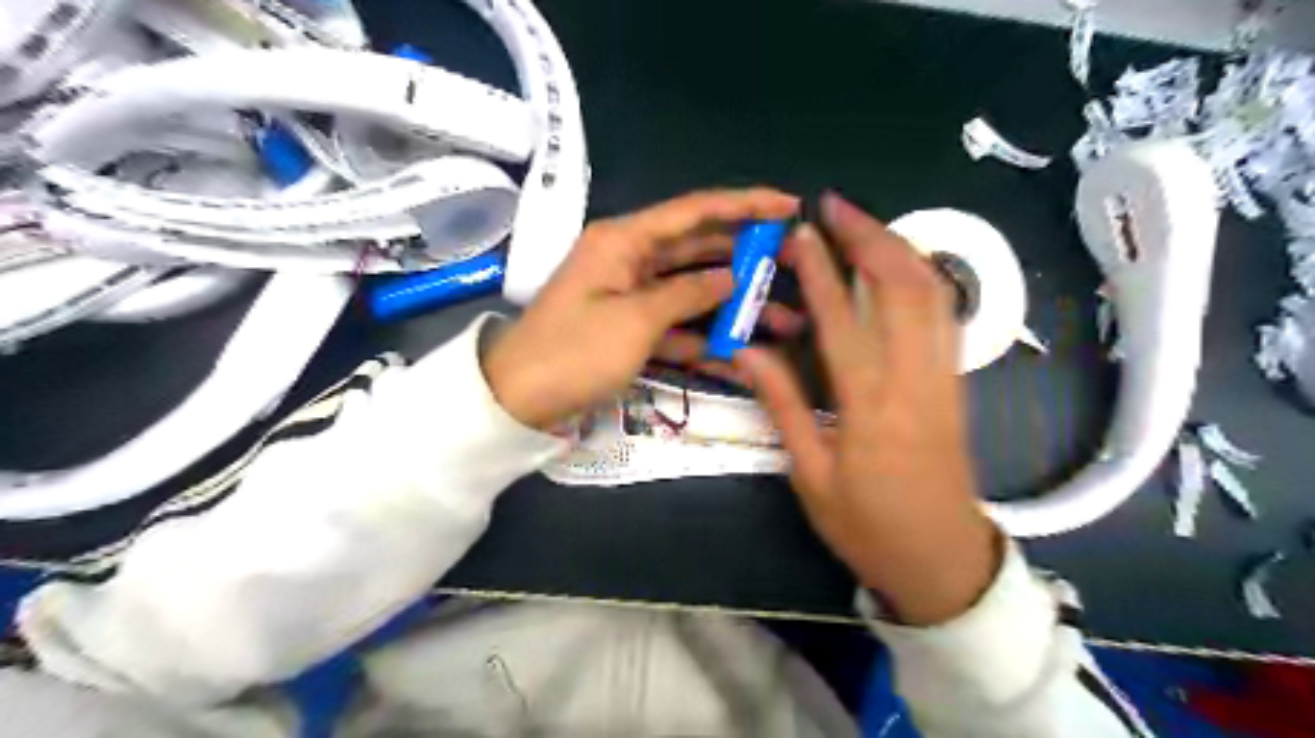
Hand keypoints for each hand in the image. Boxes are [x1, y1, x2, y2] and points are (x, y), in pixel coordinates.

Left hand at [485, 190, 801, 428]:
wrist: (518, 400)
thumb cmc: (574, 352)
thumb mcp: (636, 321)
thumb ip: (688, 293)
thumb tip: (733, 277)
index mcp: (624, 240)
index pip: (695, 210)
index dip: (745, 205)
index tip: (790, 206)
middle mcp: (630, 257)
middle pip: (699, 247)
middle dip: (747, 256)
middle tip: (794, 263)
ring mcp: (631, 293)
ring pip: (693, 288)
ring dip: (732, 302)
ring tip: (783, 316)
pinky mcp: (631, 325)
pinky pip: (676, 321)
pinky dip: (704, 333)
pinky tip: (741, 348)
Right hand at [735, 194, 1001, 625]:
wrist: (941, 559)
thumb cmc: (867, 525)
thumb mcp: (811, 475)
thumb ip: (783, 405)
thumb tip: (746, 351)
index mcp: (869, 405)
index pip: (843, 319)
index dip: (822, 270)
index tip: (802, 232)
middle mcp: (913, 378)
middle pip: (903, 286)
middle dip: (871, 236)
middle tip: (837, 205)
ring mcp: (943, 376)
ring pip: (933, 293)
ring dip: (900, 247)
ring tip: (864, 224)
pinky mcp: (955, 382)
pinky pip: (944, 314)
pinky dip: (921, 276)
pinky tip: (899, 265)